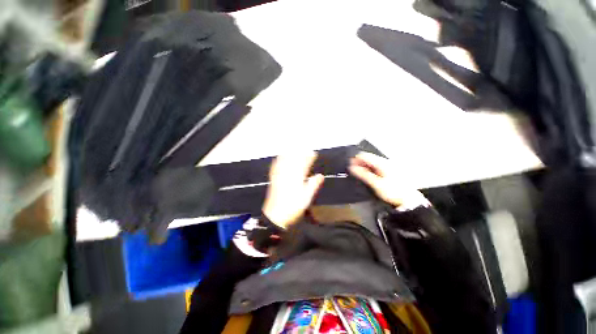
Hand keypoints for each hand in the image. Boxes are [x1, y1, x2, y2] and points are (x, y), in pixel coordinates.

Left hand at [262, 152, 324, 227]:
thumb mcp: (306, 197)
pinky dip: (278, 160)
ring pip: (284, 161)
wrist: (275, 216)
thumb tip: (321, 175)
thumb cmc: (293, 207)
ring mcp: (279, 176)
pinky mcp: (273, 180)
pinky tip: (278, 157)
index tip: (313, 153)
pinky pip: (275, 167)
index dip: (309, 158)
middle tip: (304, 148)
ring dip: (288, 154)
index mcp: (296, 178)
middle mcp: (287, 175)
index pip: (304, 164)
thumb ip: (313, 185)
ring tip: (292, 148)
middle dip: (299, 153)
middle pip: (293, 160)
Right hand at [349, 152, 425, 207]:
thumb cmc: (394, 191)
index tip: (350, 165)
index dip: (355, 159)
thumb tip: (353, 168)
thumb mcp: (376, 183)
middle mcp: (385, 162)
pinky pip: (376, 167)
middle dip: (359, 163)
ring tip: (359, 174)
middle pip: (368, 158)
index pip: (365, 156)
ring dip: (364, 167)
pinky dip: (370, 169)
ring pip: (372, 162)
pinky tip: (368, 175)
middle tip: (353, 170)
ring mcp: (388, 166)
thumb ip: (363, 174)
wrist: (408, 199)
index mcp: (382, 163)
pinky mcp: (389, 170)